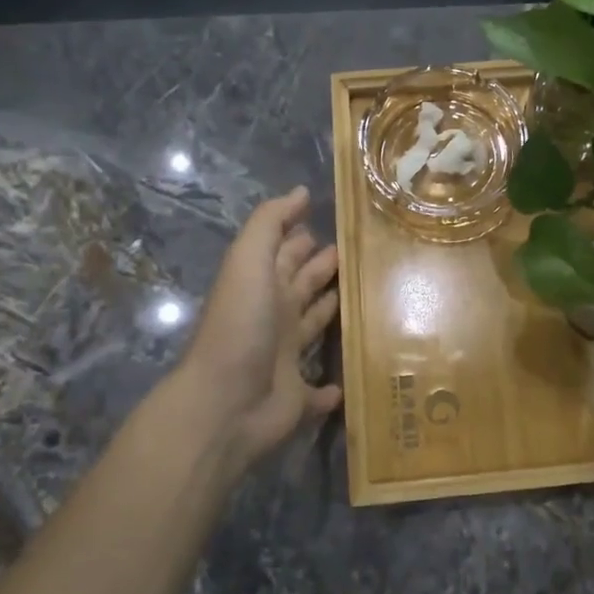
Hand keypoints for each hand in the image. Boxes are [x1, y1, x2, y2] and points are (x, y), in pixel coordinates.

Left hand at [178, 187, 341, 468]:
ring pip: (313, 330)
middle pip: (302, 287)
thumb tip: (301, 191)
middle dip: (324, 269)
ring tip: (368, 300)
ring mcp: (285, 359)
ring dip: (333, 315)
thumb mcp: (249, 261)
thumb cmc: (242, 324)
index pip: (287, 254)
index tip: (341, 222)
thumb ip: (270, 223)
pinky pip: (319, 392)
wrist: (225, 402)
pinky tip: (349, 381)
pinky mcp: (298, 398)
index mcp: (263, 286)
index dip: (305, 237)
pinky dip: (332, 388)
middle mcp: (274, 318)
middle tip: (360, 255)